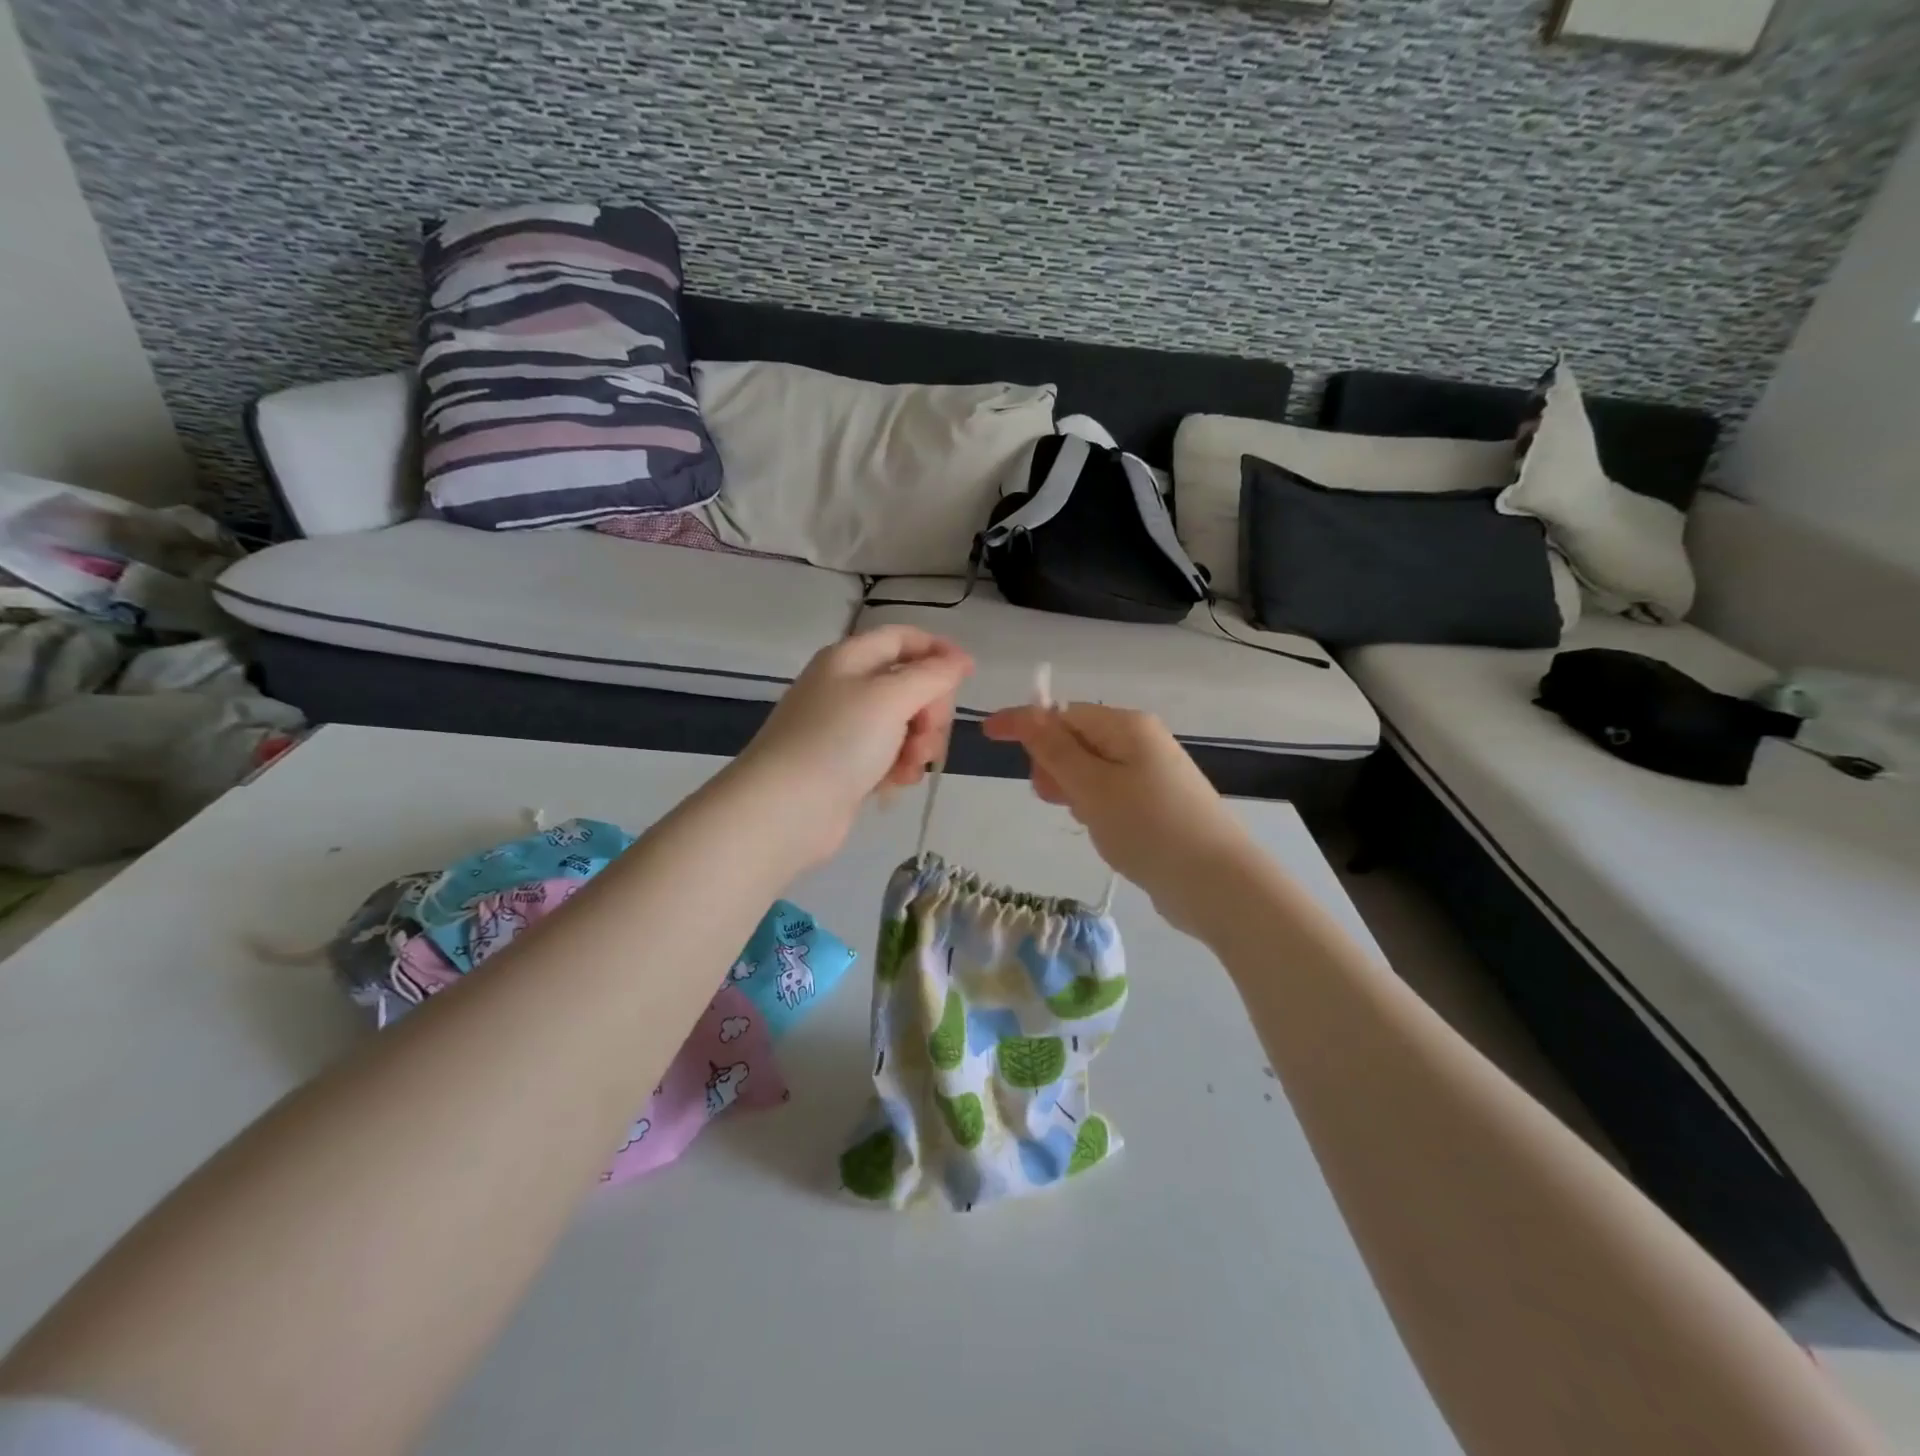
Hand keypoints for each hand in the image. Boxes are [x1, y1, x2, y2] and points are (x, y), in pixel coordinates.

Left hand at [729, 627, 972, 868]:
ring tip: (908, 766)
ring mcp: (846, 729)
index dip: (938, 650)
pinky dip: (900, 766)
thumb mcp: (890, 698)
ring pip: (905, 724)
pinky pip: (890, 755)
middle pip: (910, 684)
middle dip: (930, 709)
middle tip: (928, 734)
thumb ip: (932, 675)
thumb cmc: (838, 742)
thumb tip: (960, 660)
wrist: (785, 810)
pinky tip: (895, 783)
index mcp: (850, 659)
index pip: (903, 638)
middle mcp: (847, 687)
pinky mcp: (848, 765)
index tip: (968, 675)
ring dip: (918, 744)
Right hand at [981, 703, 1254, 933]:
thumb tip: (1028, 713)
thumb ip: (1055, 750)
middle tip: (1050, 796)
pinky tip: (1101, 829)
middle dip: (1053, 762)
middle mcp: (1142, 741)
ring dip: (1073, 787)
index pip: (1063, 713)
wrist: (1217, 883)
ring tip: (1082, 818)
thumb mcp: (1092, 786)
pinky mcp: (1158, 804)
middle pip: (1078, 739)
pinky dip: (1095, 805)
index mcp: (1127, 726)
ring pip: (1092, 769)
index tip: (987, 733)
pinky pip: (1111, 792)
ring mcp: (1153, 774)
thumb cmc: (1148, 827)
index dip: (1024, 723)